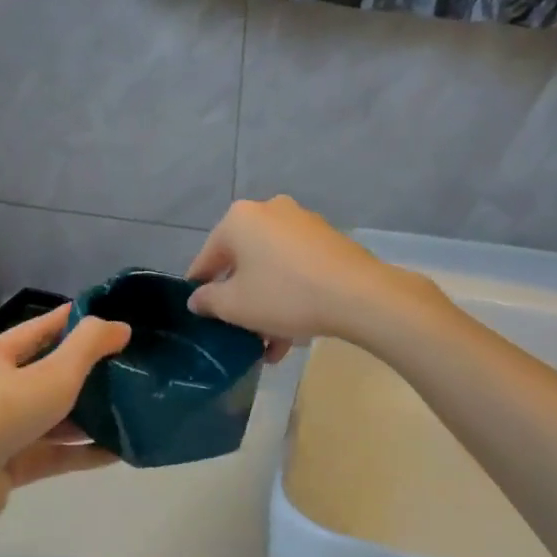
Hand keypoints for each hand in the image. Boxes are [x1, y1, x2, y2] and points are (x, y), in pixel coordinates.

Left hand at [0, 306, 131, 524]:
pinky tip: (118, 451)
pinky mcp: (8, 464)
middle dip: (88, 372)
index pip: (41, 328)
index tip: (113, 320)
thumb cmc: (3, 413)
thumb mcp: (54, 372)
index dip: (77, 321)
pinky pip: (53, 452)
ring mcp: (0, 429)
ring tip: (130, 410)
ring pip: (52, 416)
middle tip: (129, 367)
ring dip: (88, 415)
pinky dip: (82, 450)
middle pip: (48, 373)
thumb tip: (120, 327)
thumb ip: (89, 345)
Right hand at [187, 197, 405, 352]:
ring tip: (270, 345)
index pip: (207, 258)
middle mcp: (268, 211)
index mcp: (238, 219)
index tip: (202, 316)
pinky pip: (296, 268)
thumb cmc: (284, 295)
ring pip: (272, 269)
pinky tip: (294, 333)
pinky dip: (290, 295)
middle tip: (240, 333)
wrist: (359, 296)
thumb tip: (198, 299)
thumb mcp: (235, 306)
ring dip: (266, 305)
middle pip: (242, 262)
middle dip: (240, 301)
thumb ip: (208, 301)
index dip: (201, 290)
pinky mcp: (327, 240)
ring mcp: (302, 223)